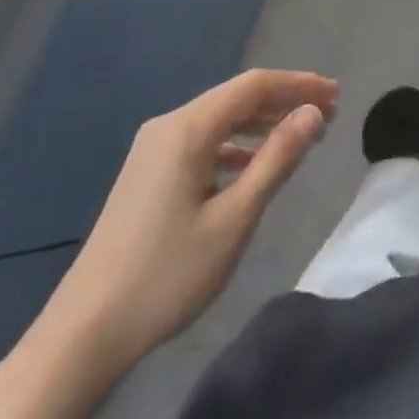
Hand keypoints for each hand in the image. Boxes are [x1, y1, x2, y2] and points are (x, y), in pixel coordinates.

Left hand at [31, 68, 338, 382]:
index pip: (254, 86)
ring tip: (301, 137)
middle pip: (237, 97)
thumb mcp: (234, 219)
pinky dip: (236, 146)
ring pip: (220, 119)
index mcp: (188, 128)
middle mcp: (169, 125)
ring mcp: (153, 149)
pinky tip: (254, 166)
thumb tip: (312, 114)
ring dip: (262, 123)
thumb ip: (276, 160)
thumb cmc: (167, 274)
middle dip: (284, 102)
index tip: (335, 95)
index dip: (298, 85)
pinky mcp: (147, 173)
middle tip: (328, 114)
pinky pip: (202, 142)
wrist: (83, 333)